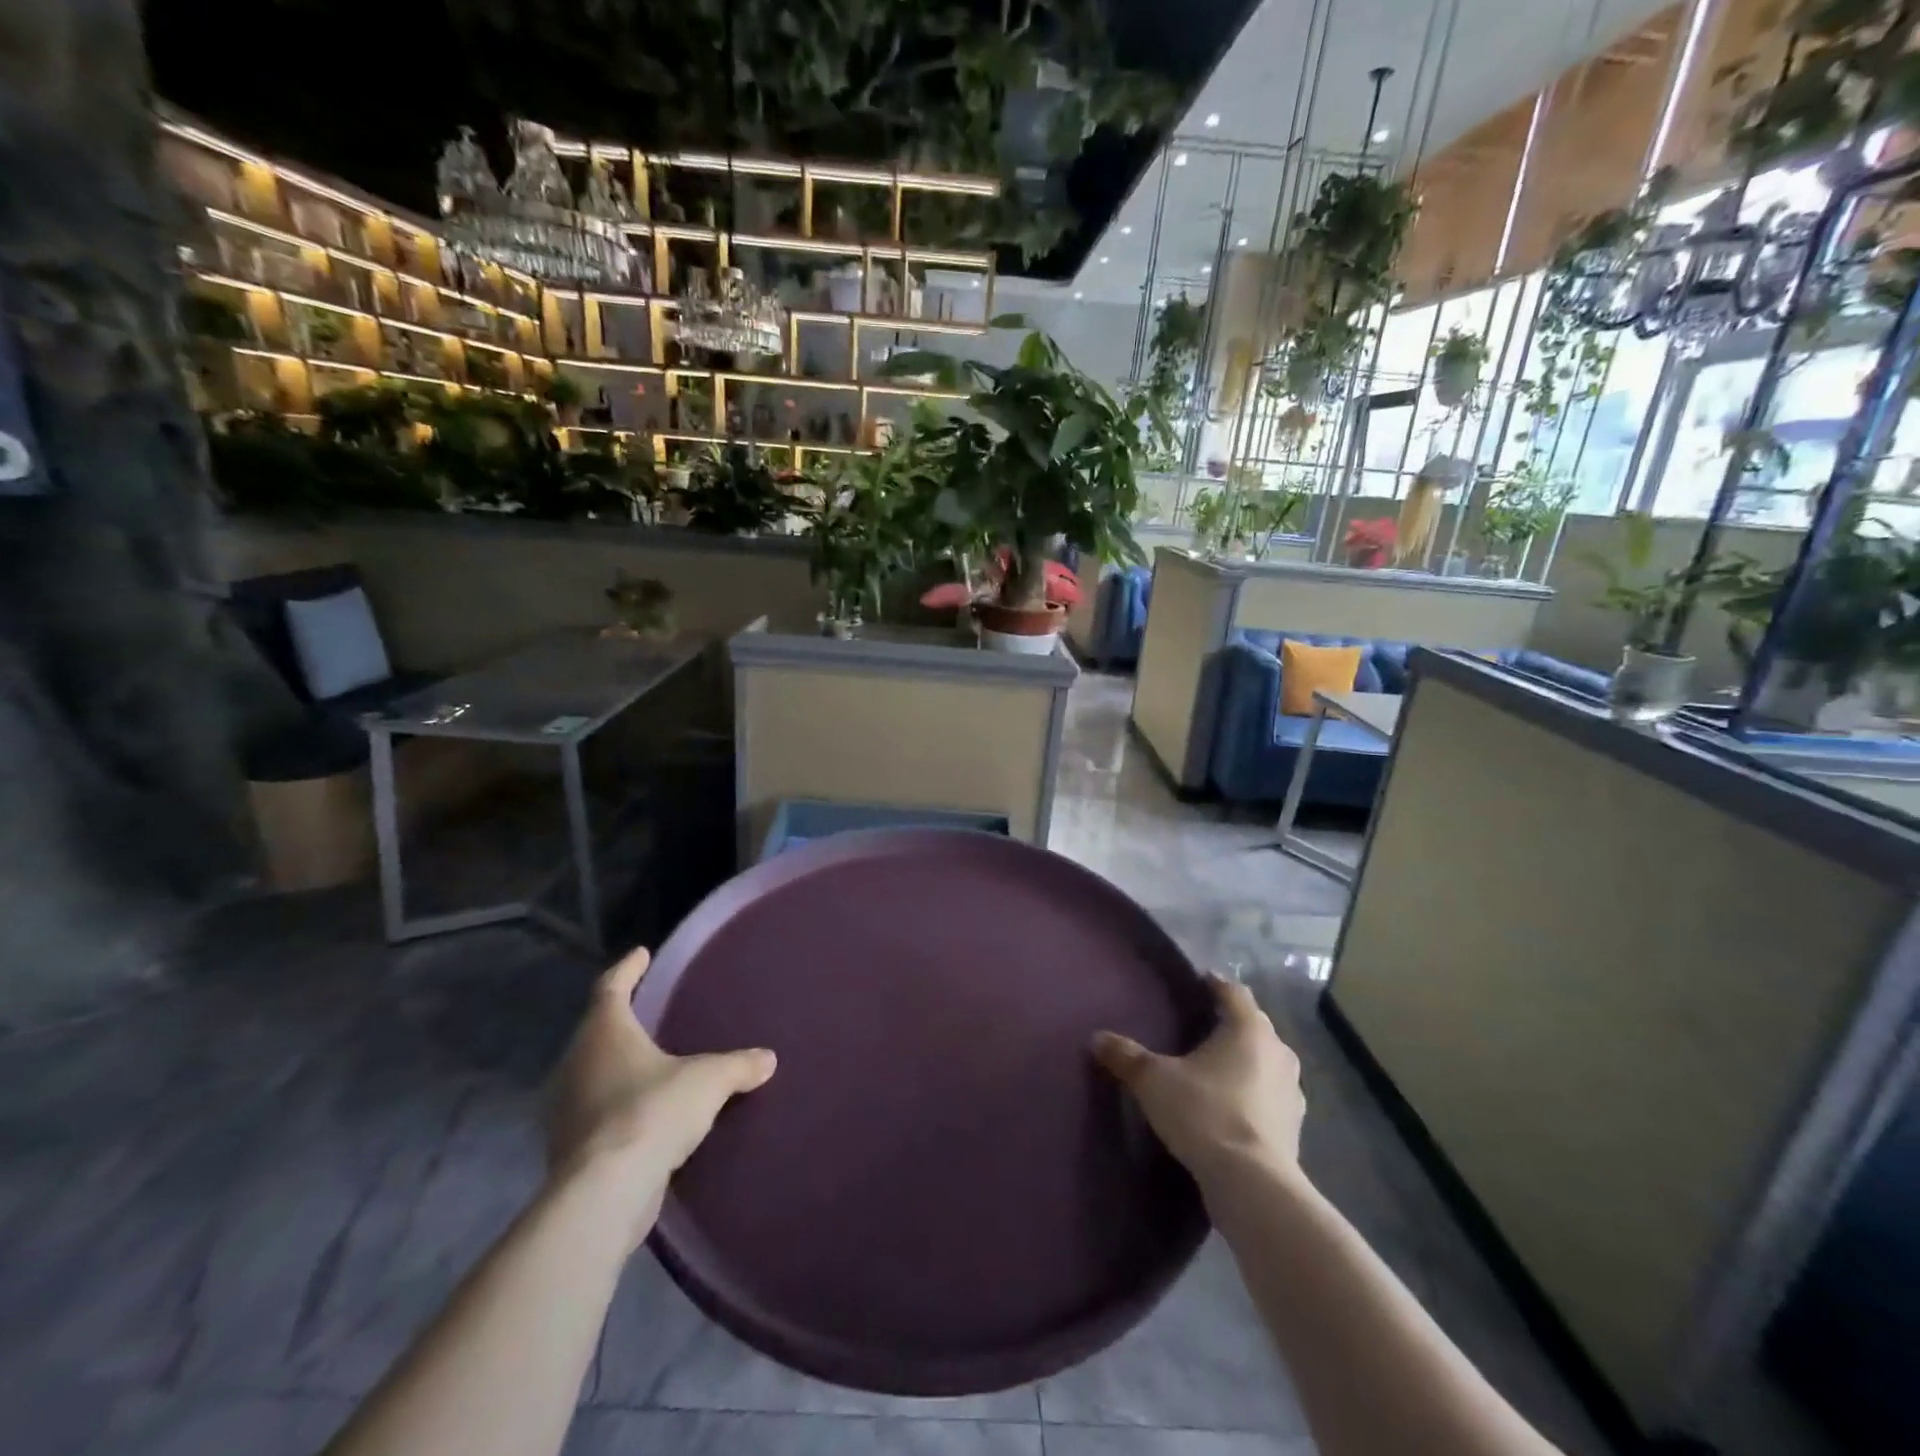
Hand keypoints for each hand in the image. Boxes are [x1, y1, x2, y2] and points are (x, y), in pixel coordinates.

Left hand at [545, 948, 775, 1235]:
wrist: (606, 1193)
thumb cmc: (653, 1112)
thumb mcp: (708, 1080)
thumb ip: (738, 1065)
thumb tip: (768, 1058)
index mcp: (604, 1032)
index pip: (611, 987)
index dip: (628, 969)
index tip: (641, 953)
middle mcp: (576, 1063)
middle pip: (597, 1031)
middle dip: (621, 1021)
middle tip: (648, 1012)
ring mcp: (566, 1109)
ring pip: (592, 1074)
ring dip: (616, 1067)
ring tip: (649, 1065)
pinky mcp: (569, 1149)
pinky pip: (595, 1113)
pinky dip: (616, 1106)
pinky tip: (642, 1114)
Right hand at [1092, 973, 1305, 1188]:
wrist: (1252, 1185)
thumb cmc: (1204, 1113)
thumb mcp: (1154, 1081)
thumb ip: (1126, 1056)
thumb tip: (1096, 1038)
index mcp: (1248, 1029)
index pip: (1234, 991)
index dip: (1214, 984)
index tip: (1197, 983)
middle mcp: (1278, 1051)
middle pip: (1253, 1024)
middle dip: (1229, 1022)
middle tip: (1199, 1025)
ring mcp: (1292, 1091)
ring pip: (1265, 1060)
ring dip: (1245, 1060)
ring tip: (1214, 1067)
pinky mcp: (1294, 1126)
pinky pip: (1270, 1095)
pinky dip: (1253, 1093)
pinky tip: (1231, 1105)